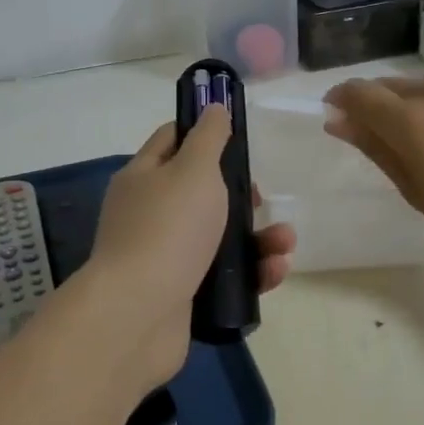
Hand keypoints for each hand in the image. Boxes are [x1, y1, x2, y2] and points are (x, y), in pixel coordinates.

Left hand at [82, 106, 295, 391]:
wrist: (138, 316)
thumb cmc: (169, 229)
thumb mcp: (194, 169)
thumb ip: (209, 137)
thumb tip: (214, 108)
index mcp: (143, 177)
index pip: (172, 140)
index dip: (204, 133)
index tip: (239, 137)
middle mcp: (148, 214)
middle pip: (200, 192)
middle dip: (240, 194)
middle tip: (261, 198)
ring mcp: (163, 257)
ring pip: (218, 237)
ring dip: (257, 237)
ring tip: (285, 243)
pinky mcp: (181, 295)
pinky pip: (222, 276)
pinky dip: (250, 273)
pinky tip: (275, 272)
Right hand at [323, 69, 423, 262]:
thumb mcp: (420, 192)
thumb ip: (377, 149)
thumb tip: (339, 121)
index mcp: (410, 119)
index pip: (356, 92)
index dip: (338, 101)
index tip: (336, 120)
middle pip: (384, 86)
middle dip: (371, 106)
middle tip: (380, 142)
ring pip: (416, 85)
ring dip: (405, 105)